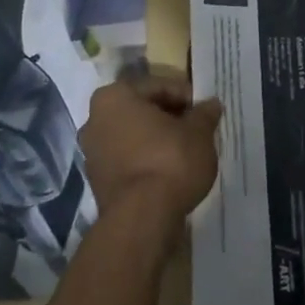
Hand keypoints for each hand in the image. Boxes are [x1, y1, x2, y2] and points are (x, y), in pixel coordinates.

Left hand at [80, 71, 222, 230]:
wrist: (142, 218)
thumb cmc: (170, 161)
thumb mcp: (199, 133)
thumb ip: (204, 114)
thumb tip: (211, 104)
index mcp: (114, 97)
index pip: (158, 87)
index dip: (186, 97)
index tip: (205, 112)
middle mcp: (95, 119)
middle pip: (141, 111)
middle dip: (169, 118)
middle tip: (197, 130)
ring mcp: (92, 152)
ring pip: (133, 136)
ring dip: (157, 140)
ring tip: (186, 151)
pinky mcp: (98, 181)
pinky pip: (128, 160)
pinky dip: (147, 161)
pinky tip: (170, 172)